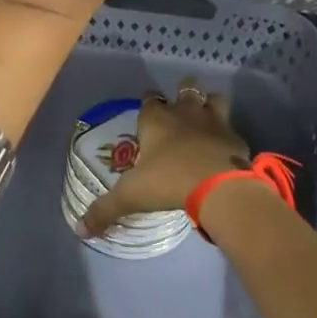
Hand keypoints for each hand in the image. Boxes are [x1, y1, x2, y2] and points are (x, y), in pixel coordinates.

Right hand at [81, 83, 250, 236]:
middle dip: (182, 93)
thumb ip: (105, 210)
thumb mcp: (131, 196)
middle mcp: (184, 112)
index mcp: (155, 119)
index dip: (148, 103)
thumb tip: (81, 230)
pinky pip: (231, 127)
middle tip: (179, 110)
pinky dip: (227, 134)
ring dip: (209, 104)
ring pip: (213, 98)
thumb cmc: (168, 181)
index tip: (146, 114)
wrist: (218, 186)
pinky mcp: (235, 137)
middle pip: (185, 88)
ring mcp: (213, 120)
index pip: (149, 99)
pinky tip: (225, 148)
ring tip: (205, 119)